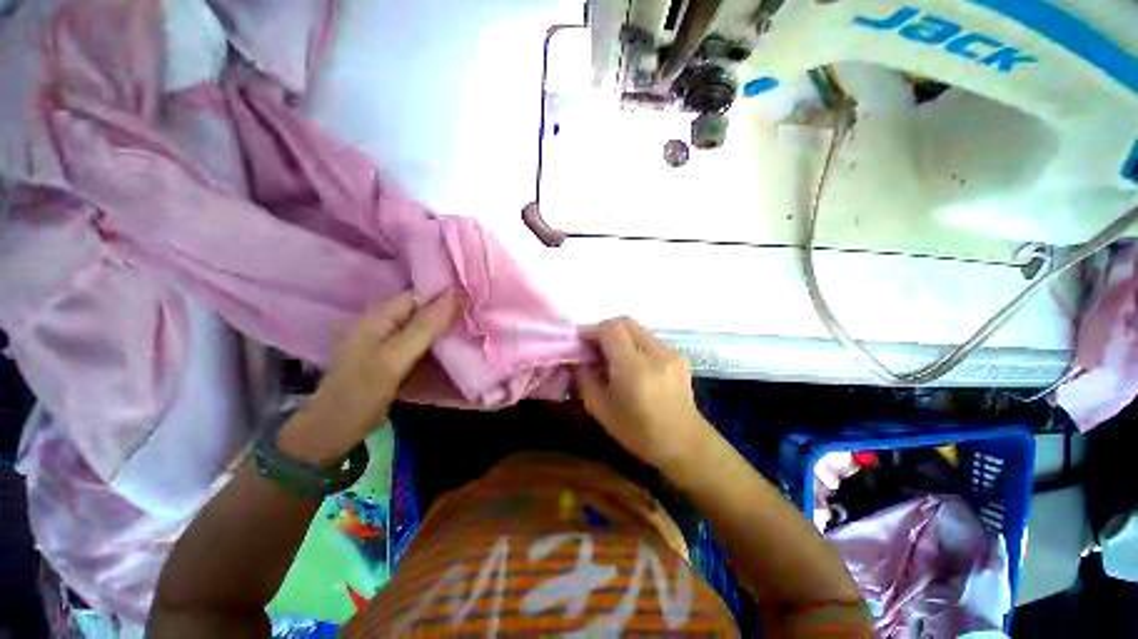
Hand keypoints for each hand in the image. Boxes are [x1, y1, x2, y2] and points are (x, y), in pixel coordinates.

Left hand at [278, 289, 459, 464]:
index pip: (418, 295)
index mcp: (377, 316)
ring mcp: (383, 339)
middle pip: (420, 309)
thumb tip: (453, 294)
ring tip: (469, 329)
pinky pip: (417, 340)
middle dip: (446, 312)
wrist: (333, 430)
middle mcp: (380, 322)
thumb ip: (424, 327)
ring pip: (420, 325)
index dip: (444, 296)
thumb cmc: (362, 393)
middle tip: (474, 318)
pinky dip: (434, 341)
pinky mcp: (389, 355)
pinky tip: (450, 346)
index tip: (472, 303)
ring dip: (442, 327)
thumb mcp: (395, 358)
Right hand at [576, 317, 712, 473]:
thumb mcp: (600, 409)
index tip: (581, 344)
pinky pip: (649, 340)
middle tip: (594, 349)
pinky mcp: (678, 355)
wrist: (685, 444)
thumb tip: (580, 360)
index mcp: (634, 368)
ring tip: (612, 359)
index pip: (611, 329)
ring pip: (637, 330)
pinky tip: (632, 366)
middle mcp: (656, 353)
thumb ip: (584, 379)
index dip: (592, 331)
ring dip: (620, 337)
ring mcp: (671, 352)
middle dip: (605, 330)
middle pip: (625, 322)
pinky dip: (634, 345)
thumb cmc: (639, 432)